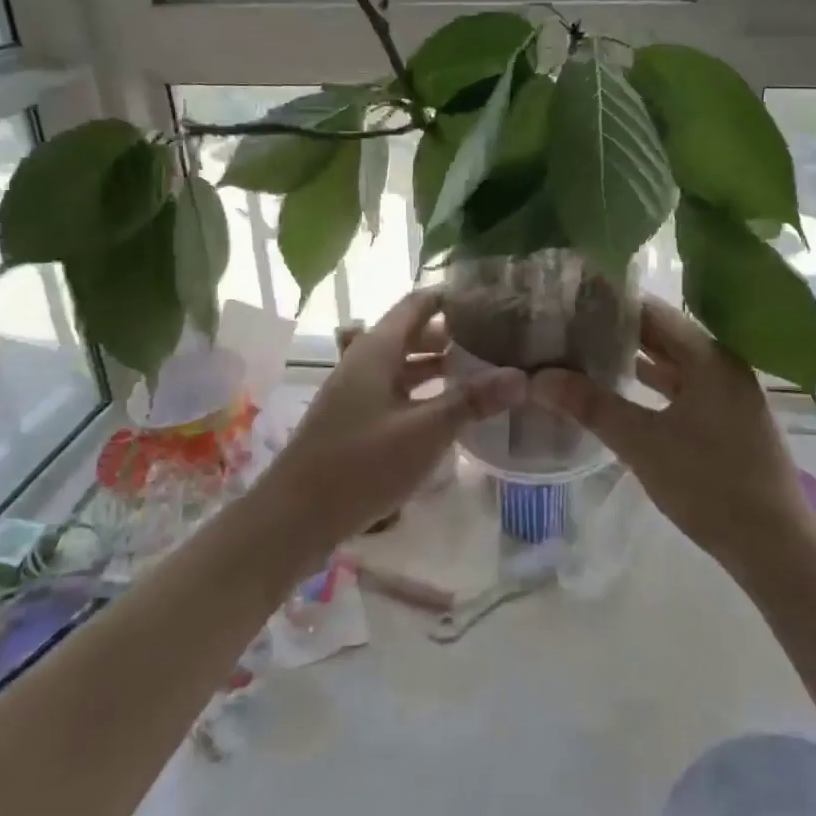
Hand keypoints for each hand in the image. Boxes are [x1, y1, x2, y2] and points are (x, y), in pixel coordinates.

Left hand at [252, 290, 525, 559]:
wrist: (294, 517)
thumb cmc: (360, 465)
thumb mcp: (425, 432)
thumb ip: (471, 402)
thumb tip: (522, 376)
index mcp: (377, 350)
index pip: (418, 304)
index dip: (451, 297)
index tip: (491, 300)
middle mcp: (364, 361)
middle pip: (412, 333)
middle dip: (452, 334)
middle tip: (496, 338)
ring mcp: (356, 391)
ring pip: (403, 365)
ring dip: (438, 365)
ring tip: (481, 371)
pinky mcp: (354, 419)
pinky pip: (395, 391)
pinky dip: (423, 391)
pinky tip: (448, 411)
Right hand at [529, 298, 811, 571]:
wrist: (774, 546)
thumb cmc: (710, 484)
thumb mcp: (643, 443)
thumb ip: (592, 406)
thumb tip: (539, 378)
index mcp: (710, 357)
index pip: (654, 312)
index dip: (614, 303)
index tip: (573, 298)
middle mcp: (723, 365)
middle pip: (665, 335)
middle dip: (620, 330)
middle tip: (572, 323)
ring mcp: (728, 394)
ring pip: (674, 363)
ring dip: (636, 358)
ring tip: (588, 351)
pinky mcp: (727, 421)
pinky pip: (683, 388)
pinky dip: (653, 385)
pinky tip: (623, 390)